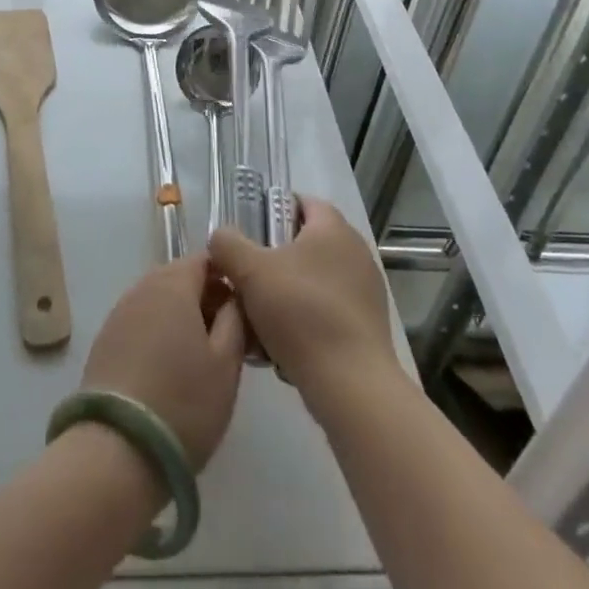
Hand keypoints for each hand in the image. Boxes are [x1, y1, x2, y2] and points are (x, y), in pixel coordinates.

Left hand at [79, 256, 247, 469]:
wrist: (117, 450)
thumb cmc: (183, 403)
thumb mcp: (226, 364)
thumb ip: (235, 320)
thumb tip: (233, 298)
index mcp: (173, 284)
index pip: (204, 260)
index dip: (226, 278)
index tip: (240, 310)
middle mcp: (142, 287)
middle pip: (179, 278)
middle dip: (203, 298)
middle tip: (224, 337)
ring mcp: (119, 314)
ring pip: (158, 301)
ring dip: (179, 317)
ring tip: (197, 358)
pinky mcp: (104, 341)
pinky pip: (139, 323)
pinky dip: (157, 334)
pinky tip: (166, 370)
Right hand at [209, 197, 404, 407]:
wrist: (351, 386)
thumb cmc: (301, 313)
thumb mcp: (250, 272)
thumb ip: (228, 245)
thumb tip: (221, 238)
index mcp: (334, 228)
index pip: (302, 202)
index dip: (272, 210)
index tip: (248, 234)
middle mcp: (355, 252)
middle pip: (305, 243)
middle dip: (273, 259)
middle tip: (247, 277)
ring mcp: (366, 291)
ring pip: (313, 280)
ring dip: (286, 293)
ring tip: (258, 318)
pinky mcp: (367, 327)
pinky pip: (326, 311)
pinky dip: (304, 320)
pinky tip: (282, 345)